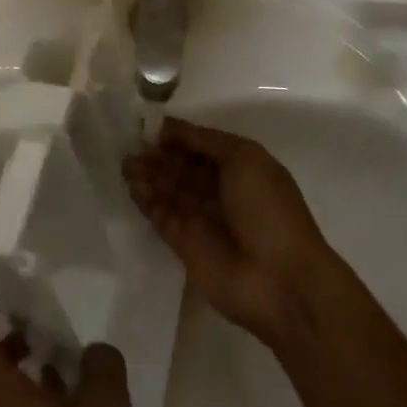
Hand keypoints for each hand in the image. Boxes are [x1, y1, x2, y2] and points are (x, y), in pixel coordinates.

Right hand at [123, 118, 334, 346]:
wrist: (281, 280)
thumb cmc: (267, 209)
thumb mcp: (244, 158)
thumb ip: (205, 141)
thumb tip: (170, 128)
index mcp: (240, 167)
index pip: (201, 145)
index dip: (177, 136)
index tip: (149, 127)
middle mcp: (221, 190)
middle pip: (182, 167)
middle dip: (158, 156)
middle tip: (130, 147)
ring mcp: (203, 219)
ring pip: (170, 190)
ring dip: (149, 177)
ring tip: (125, 166)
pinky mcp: (186, 246)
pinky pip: (163, 217)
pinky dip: (148, 203)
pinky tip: (132, 189)